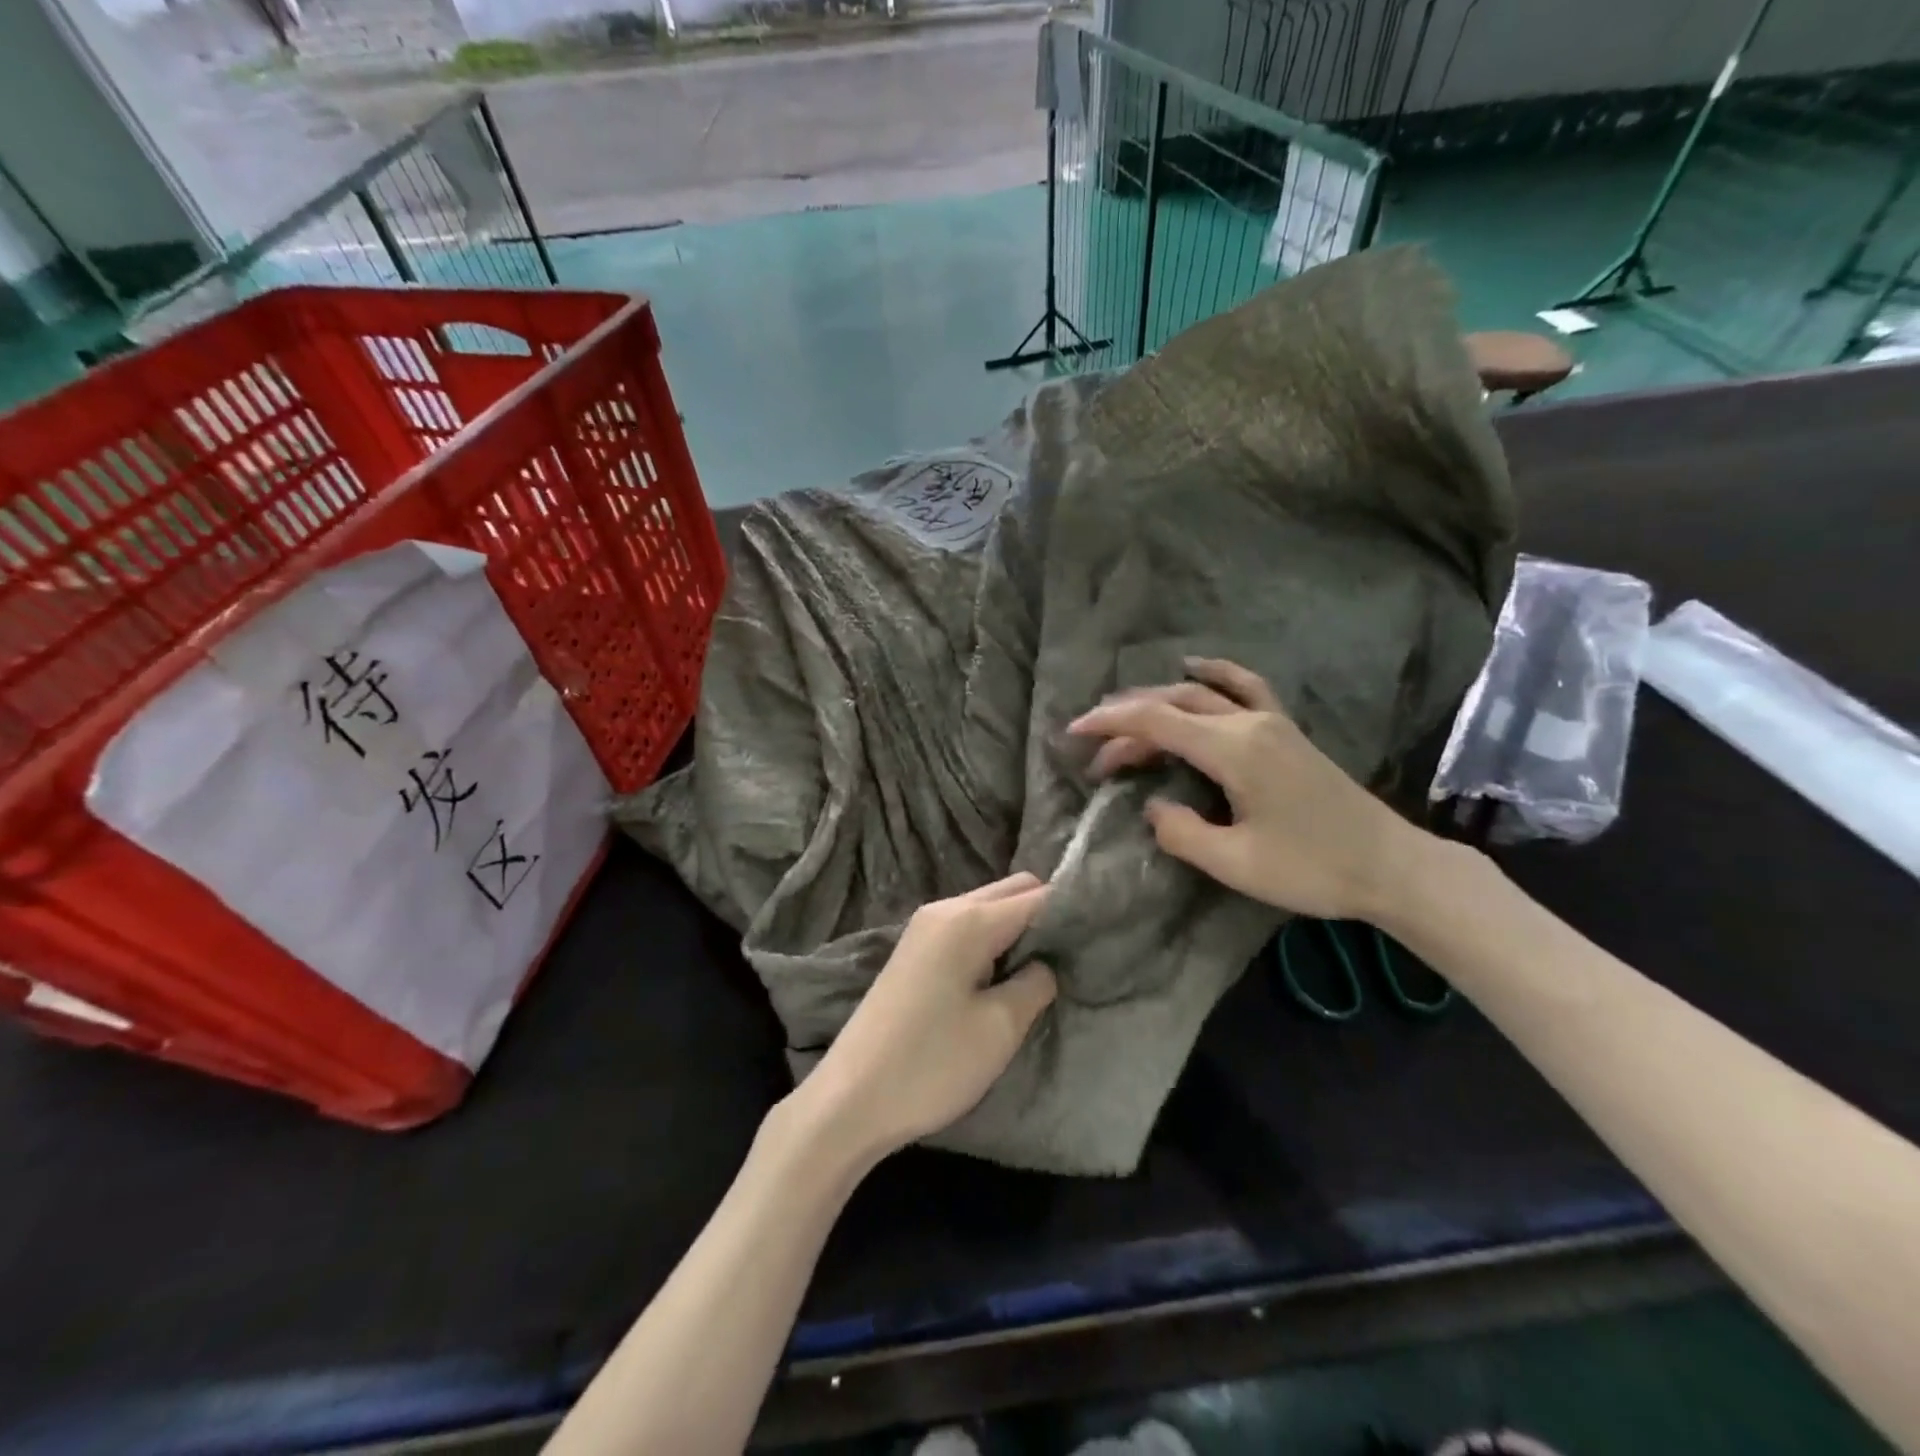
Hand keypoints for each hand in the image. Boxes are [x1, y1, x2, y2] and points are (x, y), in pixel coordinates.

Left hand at [796, 874, 1057, 1163]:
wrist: (850, 1098)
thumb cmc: (932, 1063)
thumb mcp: (999, 1028)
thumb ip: (1035, 983)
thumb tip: (1047, 962)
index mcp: (969, 919)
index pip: (1038, 896)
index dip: (1072, 911)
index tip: (1101, 933)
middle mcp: (945, 908)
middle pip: (1012, 890)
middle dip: (1046, 913)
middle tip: (1073, 955)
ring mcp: (924, 927)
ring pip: (988, 907)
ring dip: (1018, 928)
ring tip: (1042, 969)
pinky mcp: (914, 950)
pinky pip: (967, 927)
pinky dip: (992, 940)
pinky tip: (1003, 976)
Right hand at [1067, 658, 1423, 923]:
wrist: (1390, 866)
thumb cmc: (1312, 869)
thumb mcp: (1235, 864)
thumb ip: (1181, 832)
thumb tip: (1153, 806)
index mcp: (1233, 750)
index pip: (1155, 721)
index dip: (1109, 724)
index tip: (1073, 734)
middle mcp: (1248, 723)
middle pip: (1172, 705)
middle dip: (1126, 723)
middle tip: (1096, 756)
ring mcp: (1271, 722)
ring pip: (1200, 694)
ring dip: (1157, 704)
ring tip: (1125, 722)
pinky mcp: (1285, 731)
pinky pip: (1242, 687)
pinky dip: (1212, 675)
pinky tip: (1194, 668)